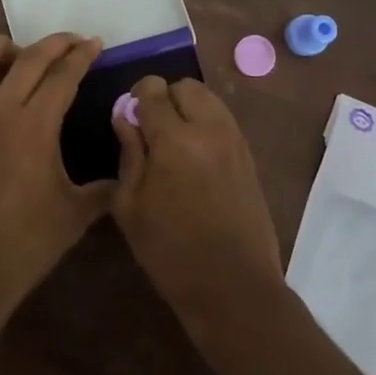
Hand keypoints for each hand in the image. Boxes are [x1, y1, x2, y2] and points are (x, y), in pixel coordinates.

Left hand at [0, 33, 111, 333]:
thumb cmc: (25, 244)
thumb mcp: (75, 215)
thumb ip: (103, 189)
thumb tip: (124, 176)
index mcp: (36, 126)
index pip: (63, 75)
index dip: (82, 55)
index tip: (94, 43)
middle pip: (26, 59)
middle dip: (52, 43)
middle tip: (70, 42)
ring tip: (12, 52)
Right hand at [112, 76, 284, 326]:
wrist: (233, 288)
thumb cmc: (170, 252)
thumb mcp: (130, 205)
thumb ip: (129, 152)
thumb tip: (126, 117)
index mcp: (174, 139)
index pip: (153, 90)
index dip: (137, 98)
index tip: (130, 119)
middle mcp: (209, 129)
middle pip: (186, 86)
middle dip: (166, 99)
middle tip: (153, 131)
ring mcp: (235, 141)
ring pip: (209, 100)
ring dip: (189, 110)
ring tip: (175, 145)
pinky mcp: (249, 157)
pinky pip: (224, 122)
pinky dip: (207, 126)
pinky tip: (196, 160)